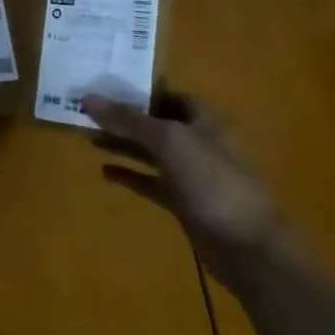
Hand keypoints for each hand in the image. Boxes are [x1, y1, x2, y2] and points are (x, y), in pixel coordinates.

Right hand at [84, 90, 291, 288]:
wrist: (246, 246)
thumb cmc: (212, 181)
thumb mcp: (168, 141)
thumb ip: (129, 119)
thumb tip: (88, 98)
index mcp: (204, 121)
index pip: (170, 95)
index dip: (140, 91)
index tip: (106, 88)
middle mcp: (198, 143)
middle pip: (157, 124)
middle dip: (125, 119)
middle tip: (88, 114)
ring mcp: (192, 175)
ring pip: (152, 153)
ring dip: (124, 146)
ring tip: (90, 140)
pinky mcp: (184, 202)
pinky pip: (152, 182)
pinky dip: (130, 175)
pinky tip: (105, 172)